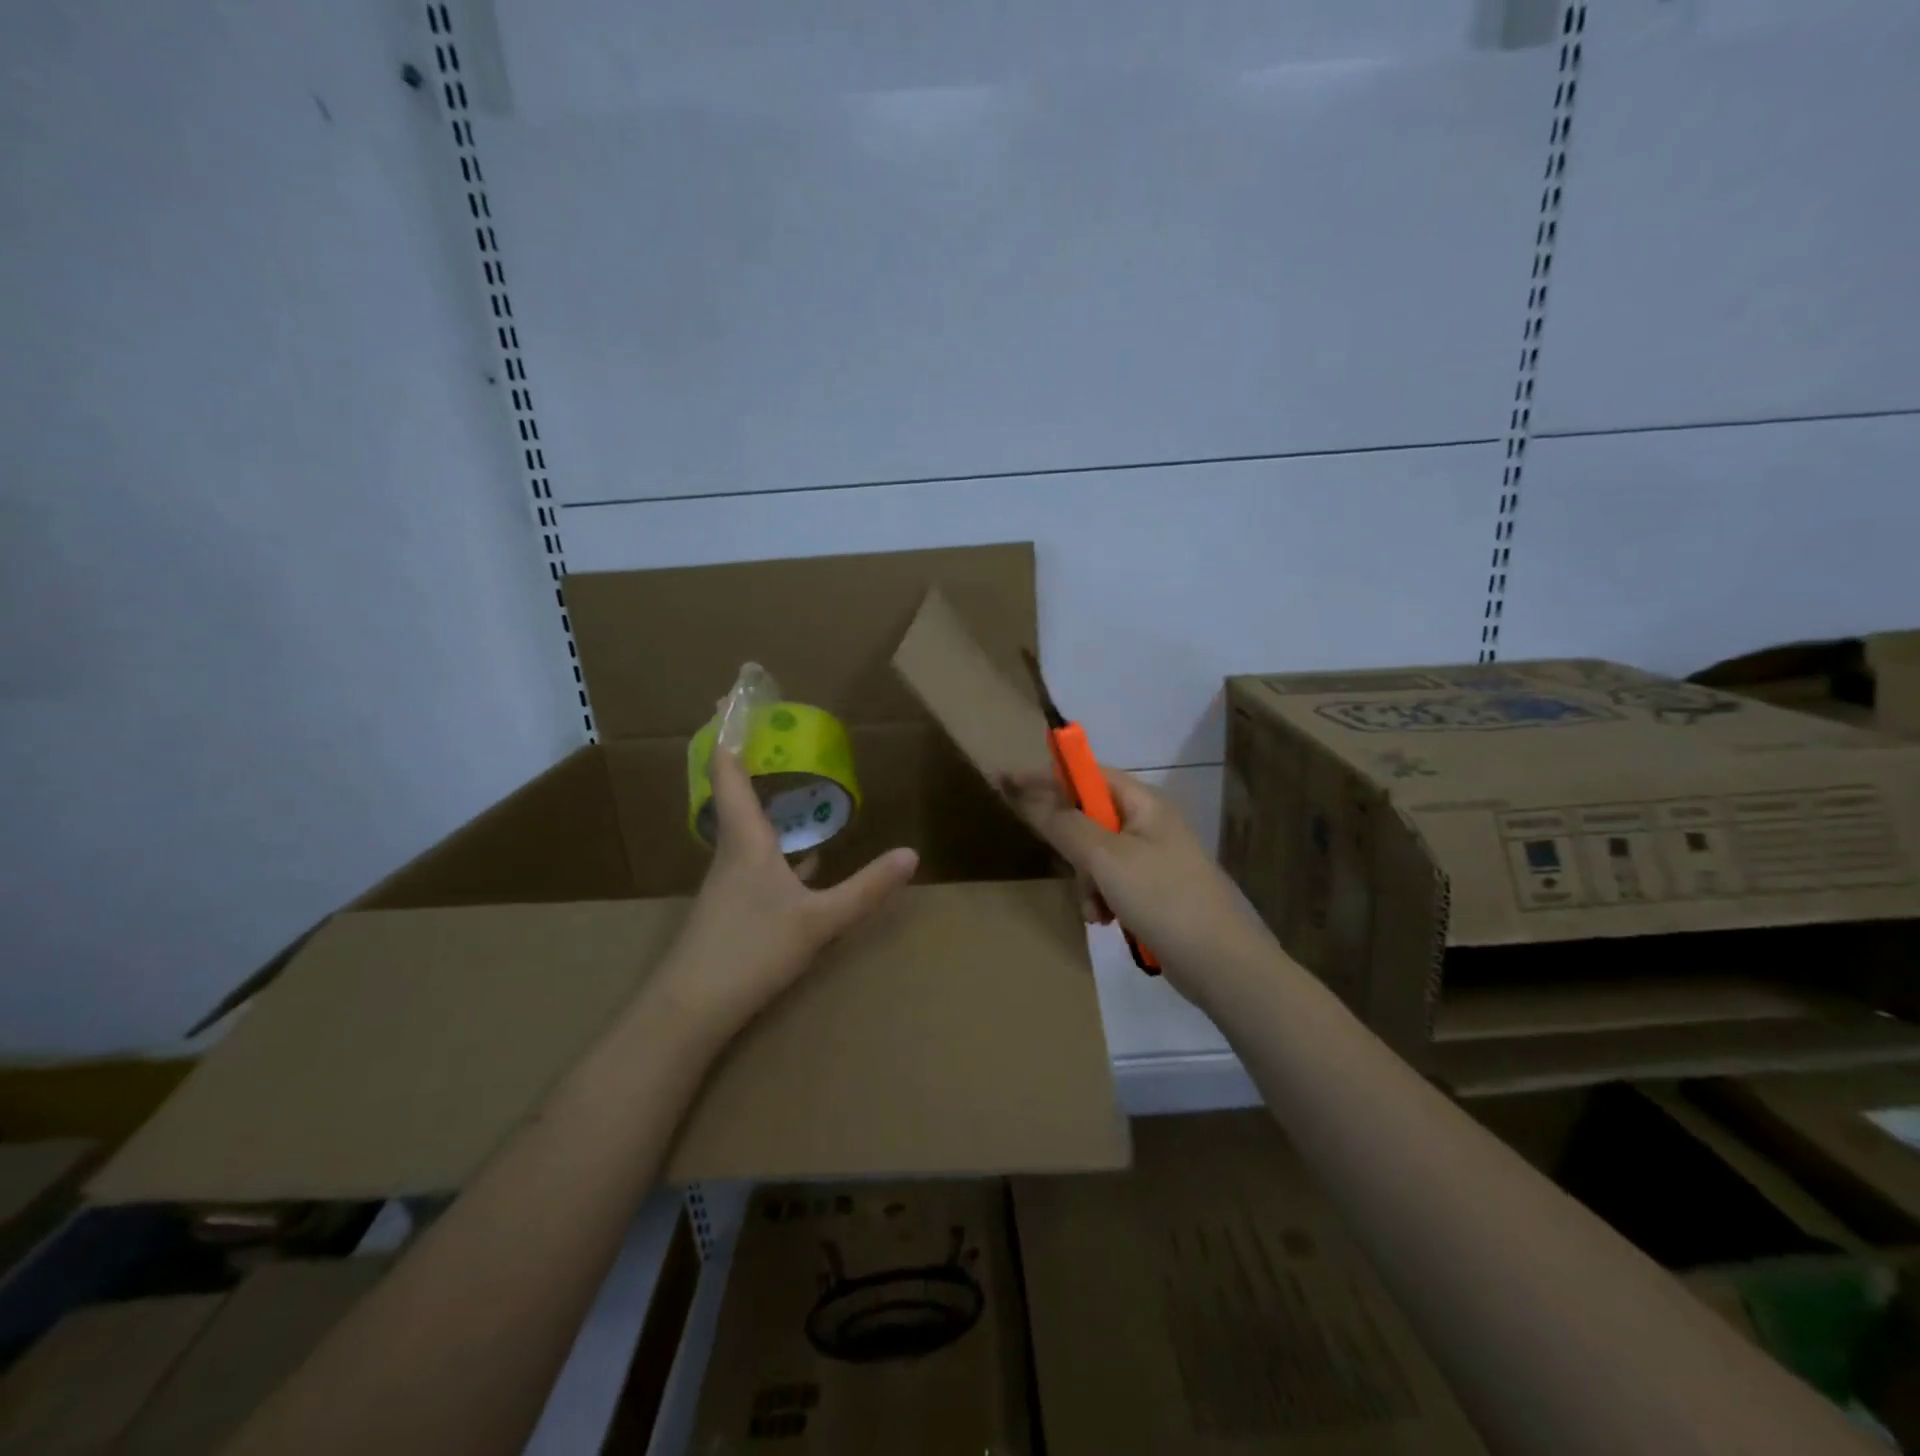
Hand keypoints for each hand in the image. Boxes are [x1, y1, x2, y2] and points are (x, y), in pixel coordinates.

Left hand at [651, 749, 917, 1037]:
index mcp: (746, 840)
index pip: (729, 771)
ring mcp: (730, 880)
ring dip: (764, 798)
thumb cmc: (750, 952)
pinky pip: (759, 858)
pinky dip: (779, 844)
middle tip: (766, 725)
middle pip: (733, 790)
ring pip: (748, 825)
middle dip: (747, 755)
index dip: (730, 731)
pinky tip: (807, 859)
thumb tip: (911, 854)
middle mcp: (732, 851)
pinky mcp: (733, 906)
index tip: (731, 693)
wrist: (689, 1011)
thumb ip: (866, 889)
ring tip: (793, 781)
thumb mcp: (819, 921)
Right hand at [1000, 768, 1267, 1004]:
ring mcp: (1153, 858)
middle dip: (1072, 846)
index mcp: (1144, 803)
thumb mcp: (1106, 858)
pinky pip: (1111, 882)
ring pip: (1095, 855)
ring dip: (1087, 881)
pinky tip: (1107, 921)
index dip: (1047, 775)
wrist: (1220, 963)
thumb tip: (1029, 795)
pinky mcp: (1153, 890)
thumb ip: (1064, 824)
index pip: (1087, 774)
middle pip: (1088, 816)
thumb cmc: (1163, 898)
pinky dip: (1102, 899)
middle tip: (1067, 866)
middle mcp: (1149, 823)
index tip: (1007, 781)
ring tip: (1096, 909)